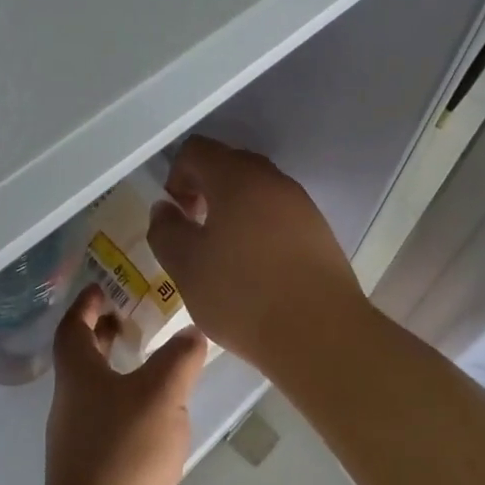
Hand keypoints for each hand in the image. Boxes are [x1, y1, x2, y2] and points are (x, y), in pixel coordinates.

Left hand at [39, 284, 207, 484]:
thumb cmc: (124, 451)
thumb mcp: (162, 394)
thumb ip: (179, 359)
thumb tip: (191, 335)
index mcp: (78, 376)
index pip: (72, 328)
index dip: (85, 304)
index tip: (102, 287)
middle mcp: (72, 404)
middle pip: (82, 360)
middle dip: (103, 336)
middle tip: (132, 320)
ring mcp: (81, 441)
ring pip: (98, 393)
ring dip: (120, 373)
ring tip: (157, 366)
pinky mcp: (96, 471)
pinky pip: (112, 425)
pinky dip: (131, 409)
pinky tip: (161, 420)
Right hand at [146, 136, 369, 377]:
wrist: (320, 333)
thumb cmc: (242, 295)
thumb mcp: (186, 267)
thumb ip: (166, 231)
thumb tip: (165, 209)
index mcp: (236, 178)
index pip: (197, 150)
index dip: (176, 176)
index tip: (175, 215)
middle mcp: (273, 181)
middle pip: (230, 165)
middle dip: (205, 190)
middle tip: (195, 232)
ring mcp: (302, 205)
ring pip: (258, 192)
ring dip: (234, 211)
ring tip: (224, 255)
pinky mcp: (320, 233)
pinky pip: (280, 216)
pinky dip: (260, 229)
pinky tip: (256, 269)